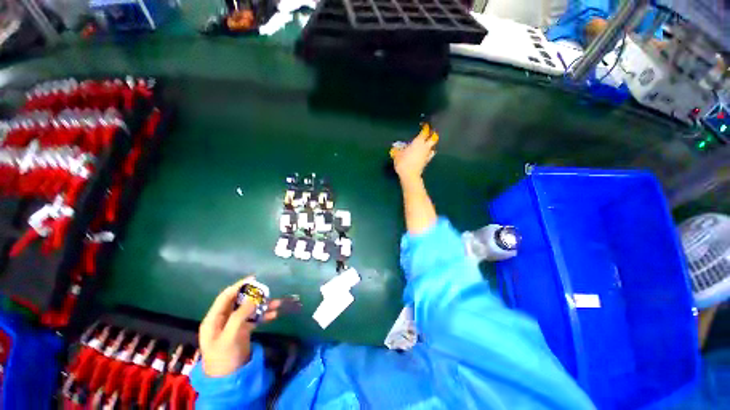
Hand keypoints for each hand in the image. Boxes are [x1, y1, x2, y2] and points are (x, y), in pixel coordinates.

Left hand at [198, 276, 280, 376]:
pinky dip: (264, 315)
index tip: (254, 278)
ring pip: (249, 309)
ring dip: (263, 305)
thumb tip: (254, 297)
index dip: (238, 286)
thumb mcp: (230, 335)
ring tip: (278, 302)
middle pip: (240, 301)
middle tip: (268, 290)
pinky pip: (255, 318)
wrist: (229, 379)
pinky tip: (274, 314)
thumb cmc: (224, 356)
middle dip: (254, 295)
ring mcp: (234, 325)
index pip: (226, 296)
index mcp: (214, 318)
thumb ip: (240, 315)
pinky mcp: (243, 330)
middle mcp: (224, 319)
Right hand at [393, 126, 436, 181]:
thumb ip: (397, 150)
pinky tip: (427, 153)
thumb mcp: (397, 155)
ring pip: (432, 147)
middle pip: (433, 138)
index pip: (424, 132)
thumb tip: (395, 148)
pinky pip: (430, 155)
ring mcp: (427, 154)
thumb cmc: (403, 162)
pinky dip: (429, 153)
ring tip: (428, 143)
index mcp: (418, 142)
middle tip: (430, 132)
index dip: (425, 128)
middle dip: (432, 134)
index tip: (425, 125)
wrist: (409, 175)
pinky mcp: (427, 162)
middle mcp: (424, 147)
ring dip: (431, 144)